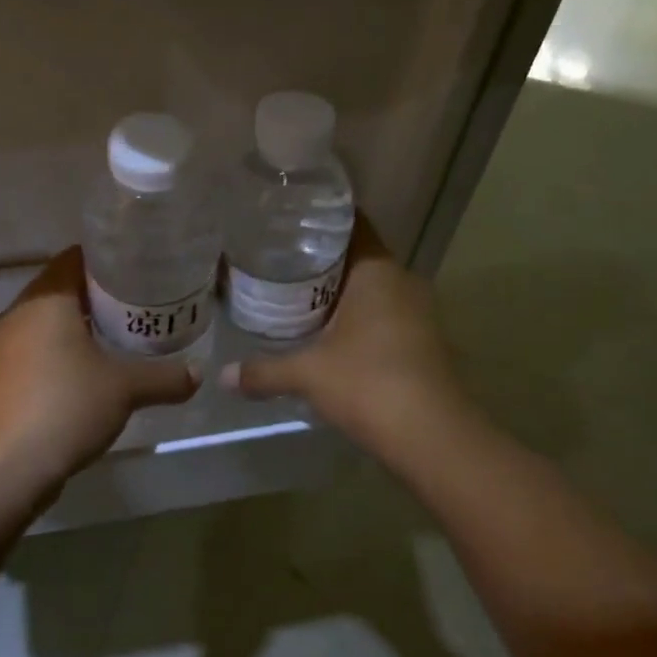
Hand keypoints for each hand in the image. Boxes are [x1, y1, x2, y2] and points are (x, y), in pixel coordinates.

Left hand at [0, 247, 198, 506]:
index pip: (76, 258)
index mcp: (46, 299)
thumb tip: (198, 373)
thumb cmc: (66, 406)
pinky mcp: (1, 378)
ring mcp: (4, 347)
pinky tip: (90, 373)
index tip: (139, 270)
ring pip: (48, 323)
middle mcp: (19, 313)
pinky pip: (37, 350)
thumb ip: (165, 377)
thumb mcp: (126, 389)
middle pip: (62, 289)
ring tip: (120, 337)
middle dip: (99, 296)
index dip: (108, 260)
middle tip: (139, 304)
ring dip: (80, 327)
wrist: (4, 467)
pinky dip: (62, 352)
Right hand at [220, 214, 468, 465]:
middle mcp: (402, 281)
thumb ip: (264, 371)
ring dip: (341, 293)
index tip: (287, 222)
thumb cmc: (368, 384)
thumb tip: (223, 376)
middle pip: (358, 257)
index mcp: (377, 271)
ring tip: (298, 297)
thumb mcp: (307, 374)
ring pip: (373, 289)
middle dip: (322, 260)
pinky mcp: (424, 340)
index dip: (320, 220)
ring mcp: (419, 311)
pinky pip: (385, 314)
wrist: (433, 436)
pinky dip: (359, 318)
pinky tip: (330, 334)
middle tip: (280, 262)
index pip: (352, 224)